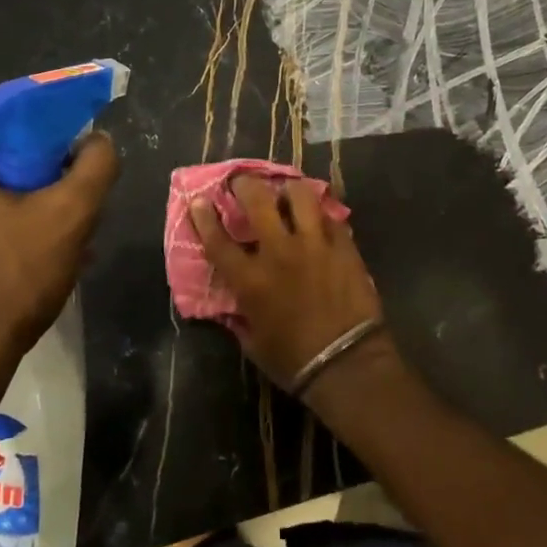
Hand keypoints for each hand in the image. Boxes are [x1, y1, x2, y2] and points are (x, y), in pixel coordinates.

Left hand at [0, 134, 119, 386]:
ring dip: (39, 210)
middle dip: (51, 180)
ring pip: (0, 198)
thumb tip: (98, 140)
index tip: (82, 155)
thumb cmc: (13, 277)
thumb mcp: (70, 215)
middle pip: (8, 164)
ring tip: (76, 237)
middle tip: (83, 202)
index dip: (54, 132)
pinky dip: (18, 232)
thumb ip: (95, 166)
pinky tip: (50, 259)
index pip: (10, 124)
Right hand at [189, 175, 384, 393]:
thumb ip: (239, 317)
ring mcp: (314, 245)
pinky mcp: (343, 247)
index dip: (204, 217)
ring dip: (289, 191)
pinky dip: (321, 215)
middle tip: (243, 182)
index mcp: (250, 279)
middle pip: (258, 201)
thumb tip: (232, 306)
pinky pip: (331, 217)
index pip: (218, 240)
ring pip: (300, 197)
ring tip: (287, 192)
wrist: (347, 364)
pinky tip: (319, 218)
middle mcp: (279, 252)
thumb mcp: (253, 342)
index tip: (199, 199)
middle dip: (246, 185)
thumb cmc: (293, 361)